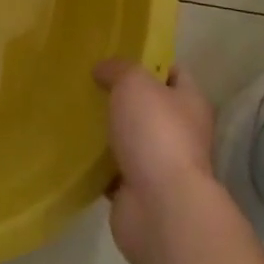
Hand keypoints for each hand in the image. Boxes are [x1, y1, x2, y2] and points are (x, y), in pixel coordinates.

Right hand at [94, 59, 221, 263]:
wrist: (161, 209)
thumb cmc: (156, 133)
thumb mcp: (134, 83)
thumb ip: (118, 69)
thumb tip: (102, 69)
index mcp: (190, 103)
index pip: (175, 72)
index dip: (150, 61)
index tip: (118, 54)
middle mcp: (181, 133)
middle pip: (149, 106)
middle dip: (122, 96)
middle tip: (88, 81)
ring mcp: (160, 165)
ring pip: (129, 138)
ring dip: (107, 130)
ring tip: (76, 110)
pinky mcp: (137, 192)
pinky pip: (113, 170)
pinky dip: (96, 163)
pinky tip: (73, 147)